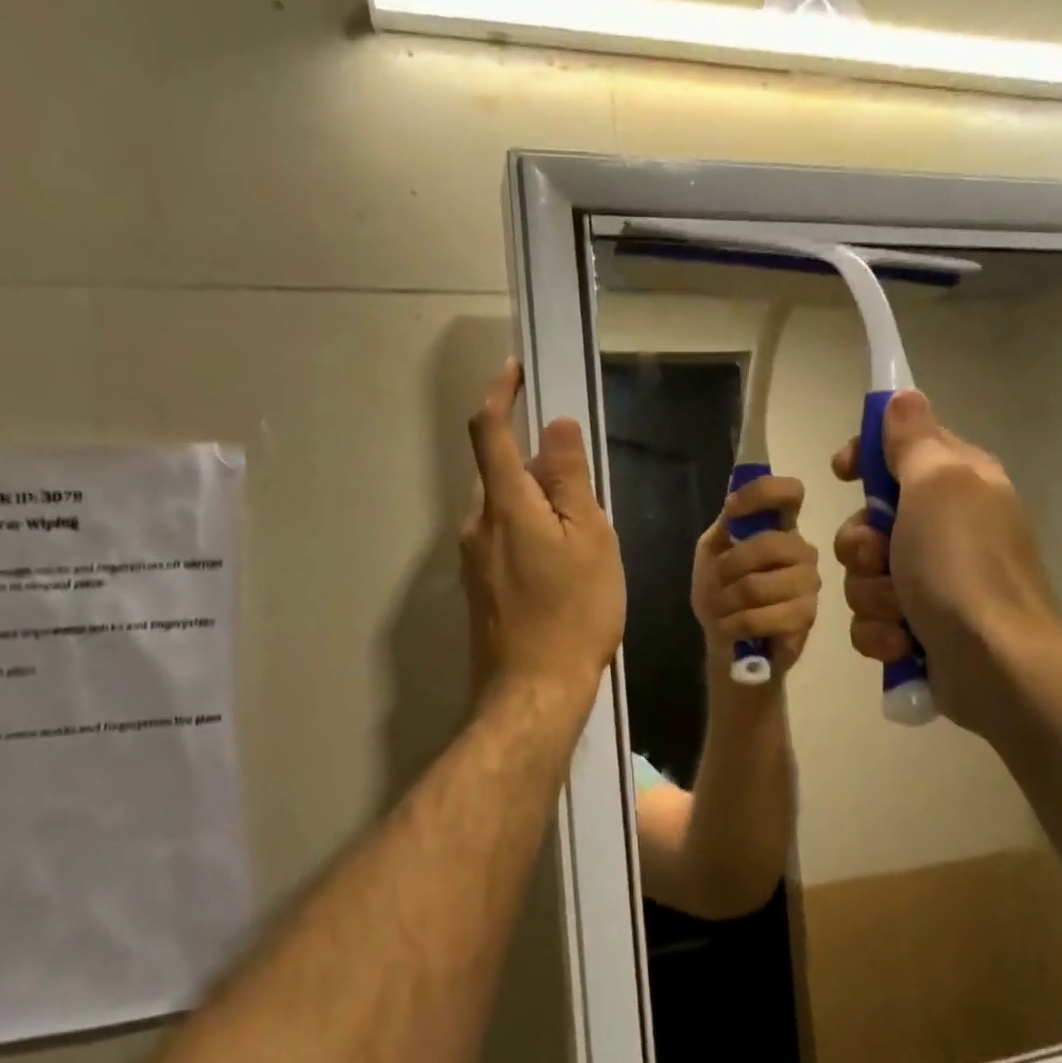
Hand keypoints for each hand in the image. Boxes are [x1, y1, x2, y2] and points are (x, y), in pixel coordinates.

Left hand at [461, 360, 625, 703]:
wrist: (533, 691)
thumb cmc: (574, 611)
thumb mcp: (590, 539)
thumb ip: (570, 479)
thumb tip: (555, 427)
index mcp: (504, 504)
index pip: (489, 432)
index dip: (499, 395)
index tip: (514, 370)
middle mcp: (476, 524)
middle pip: (497, 471)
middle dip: (530, 459)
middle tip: (578, 478)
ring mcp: (472, 559)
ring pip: (501, 507)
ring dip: (533, 498)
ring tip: (579, 528)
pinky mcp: (478, 586)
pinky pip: (501, 537)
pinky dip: (527, 528)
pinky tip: (560, 561)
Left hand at [689, 475, 821, 676]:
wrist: (724, 639)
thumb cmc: (720, 589)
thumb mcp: (713, 551)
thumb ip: (727, 525)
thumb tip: (735, 502)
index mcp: (781, 526)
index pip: (790, 493)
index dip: (762, 493)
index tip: (732, 509)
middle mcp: (802, 550)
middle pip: (770, 544)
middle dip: (730, 566)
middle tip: (717, 583)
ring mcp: (809, 584)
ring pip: (761, 585)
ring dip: (729, 600)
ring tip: (723, 609)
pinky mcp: (807, 618)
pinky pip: (766, 617)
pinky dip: (737, 624)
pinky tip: (732, 627)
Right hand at [831, 390, 1061, 736]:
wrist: (995, 666)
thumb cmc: (962, 567)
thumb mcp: (937, 486)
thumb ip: (913, 440)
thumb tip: (903, 395)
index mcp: (958, 484)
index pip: (900, 449)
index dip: (866, 457)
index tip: (843, 471)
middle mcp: (945, 527)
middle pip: (867, 520)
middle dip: (860, 545)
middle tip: (880, 557)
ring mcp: (931, 580)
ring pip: (862, 574)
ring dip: (871, 594)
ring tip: (901, 612)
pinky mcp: (919, 626)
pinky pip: (872, 618)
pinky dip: (881, 632)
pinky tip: (903, 643)